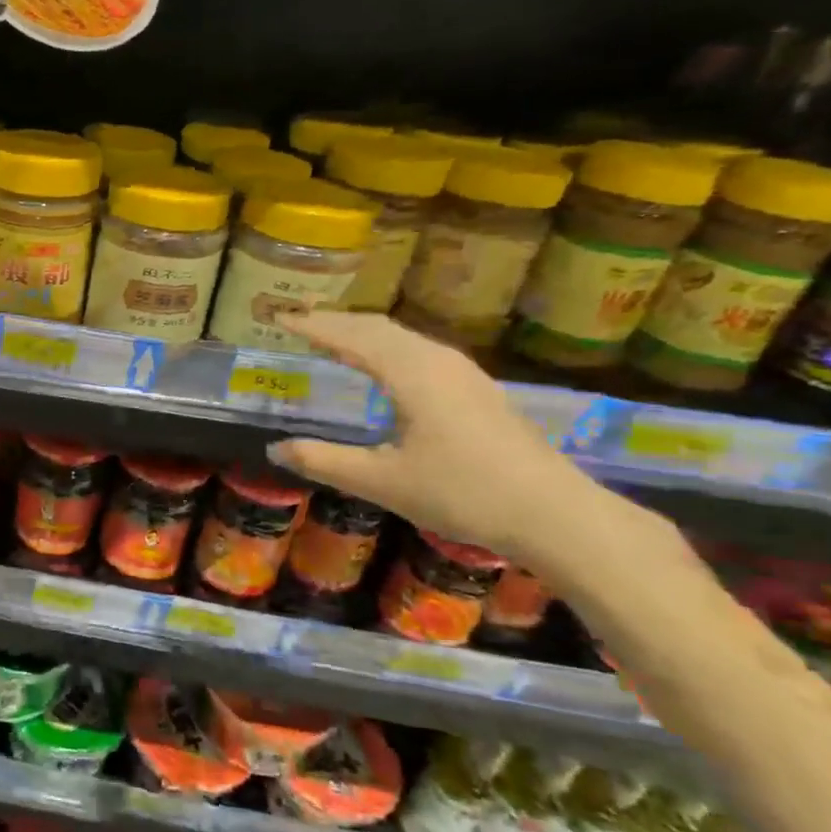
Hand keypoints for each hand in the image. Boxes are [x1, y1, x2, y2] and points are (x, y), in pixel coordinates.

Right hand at [268, 311, 605, 560]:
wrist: (556, 515)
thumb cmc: (463, 494)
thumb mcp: (381, 482)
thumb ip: (323, 461)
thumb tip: (274, 449)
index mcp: (411, 374)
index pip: (350, 336)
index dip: (312, 325)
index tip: (278, 316)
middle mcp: (437, 361)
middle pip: (378, 327)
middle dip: (334, 321)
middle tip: (297, 321)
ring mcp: (463, 373)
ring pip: (402, 337)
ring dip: (361, 331)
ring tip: (330, 336)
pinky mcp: (477, 389)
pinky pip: (419, 350)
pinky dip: (385, 346)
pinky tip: (382, 365)